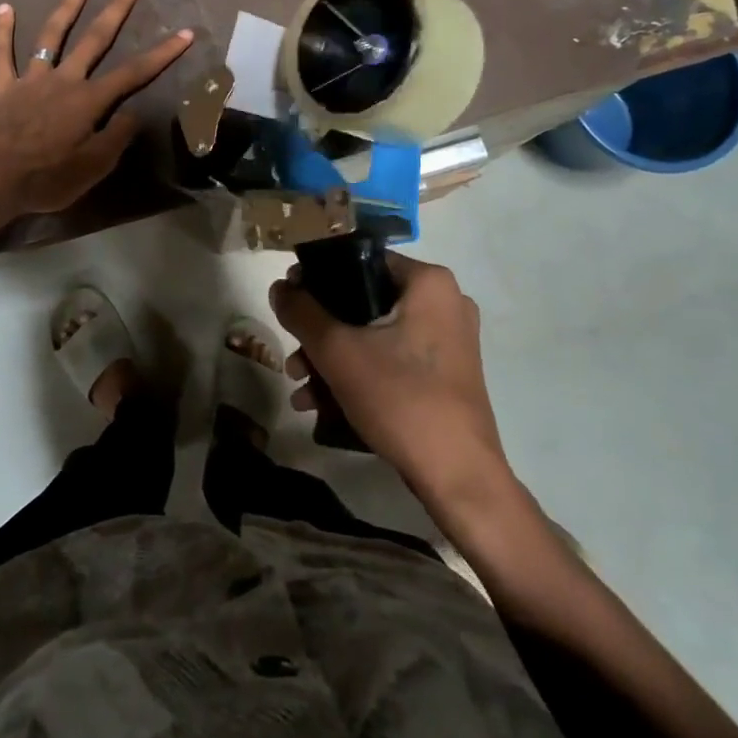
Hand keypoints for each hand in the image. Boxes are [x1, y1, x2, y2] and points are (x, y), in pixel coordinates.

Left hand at [0, 0, 192, 222]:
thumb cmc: (47, 178)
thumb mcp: (94, 167)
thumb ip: (116, 137)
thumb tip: (132, 114)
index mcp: (89, 100)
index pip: (134, 73)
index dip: (162, 53)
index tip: (184, 33)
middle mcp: (63, 81)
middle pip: (94, 40)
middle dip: (115, 10)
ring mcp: (31, 80)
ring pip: (51, 37)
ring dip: (67, 8)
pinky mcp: (4, 88)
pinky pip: (2, 55)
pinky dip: (2, 32)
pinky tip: (5, 8)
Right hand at [271, 253, 511, 512]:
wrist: (458, 477)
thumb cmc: (400, 398)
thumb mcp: (338, 351)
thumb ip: (302, 312)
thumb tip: (279, 287)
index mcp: (428, 282)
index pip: (360, 260)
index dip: (317, 277)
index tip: (289, 302)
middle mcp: (444, 302)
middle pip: (363, 301)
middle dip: (320, 332)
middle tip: (293, 357)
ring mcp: (448, 340)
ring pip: (374, 334)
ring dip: (332, 359)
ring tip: (301, 388)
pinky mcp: (446, 373)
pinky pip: (392, 358)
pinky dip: (358, 373)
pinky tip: (323, 405)